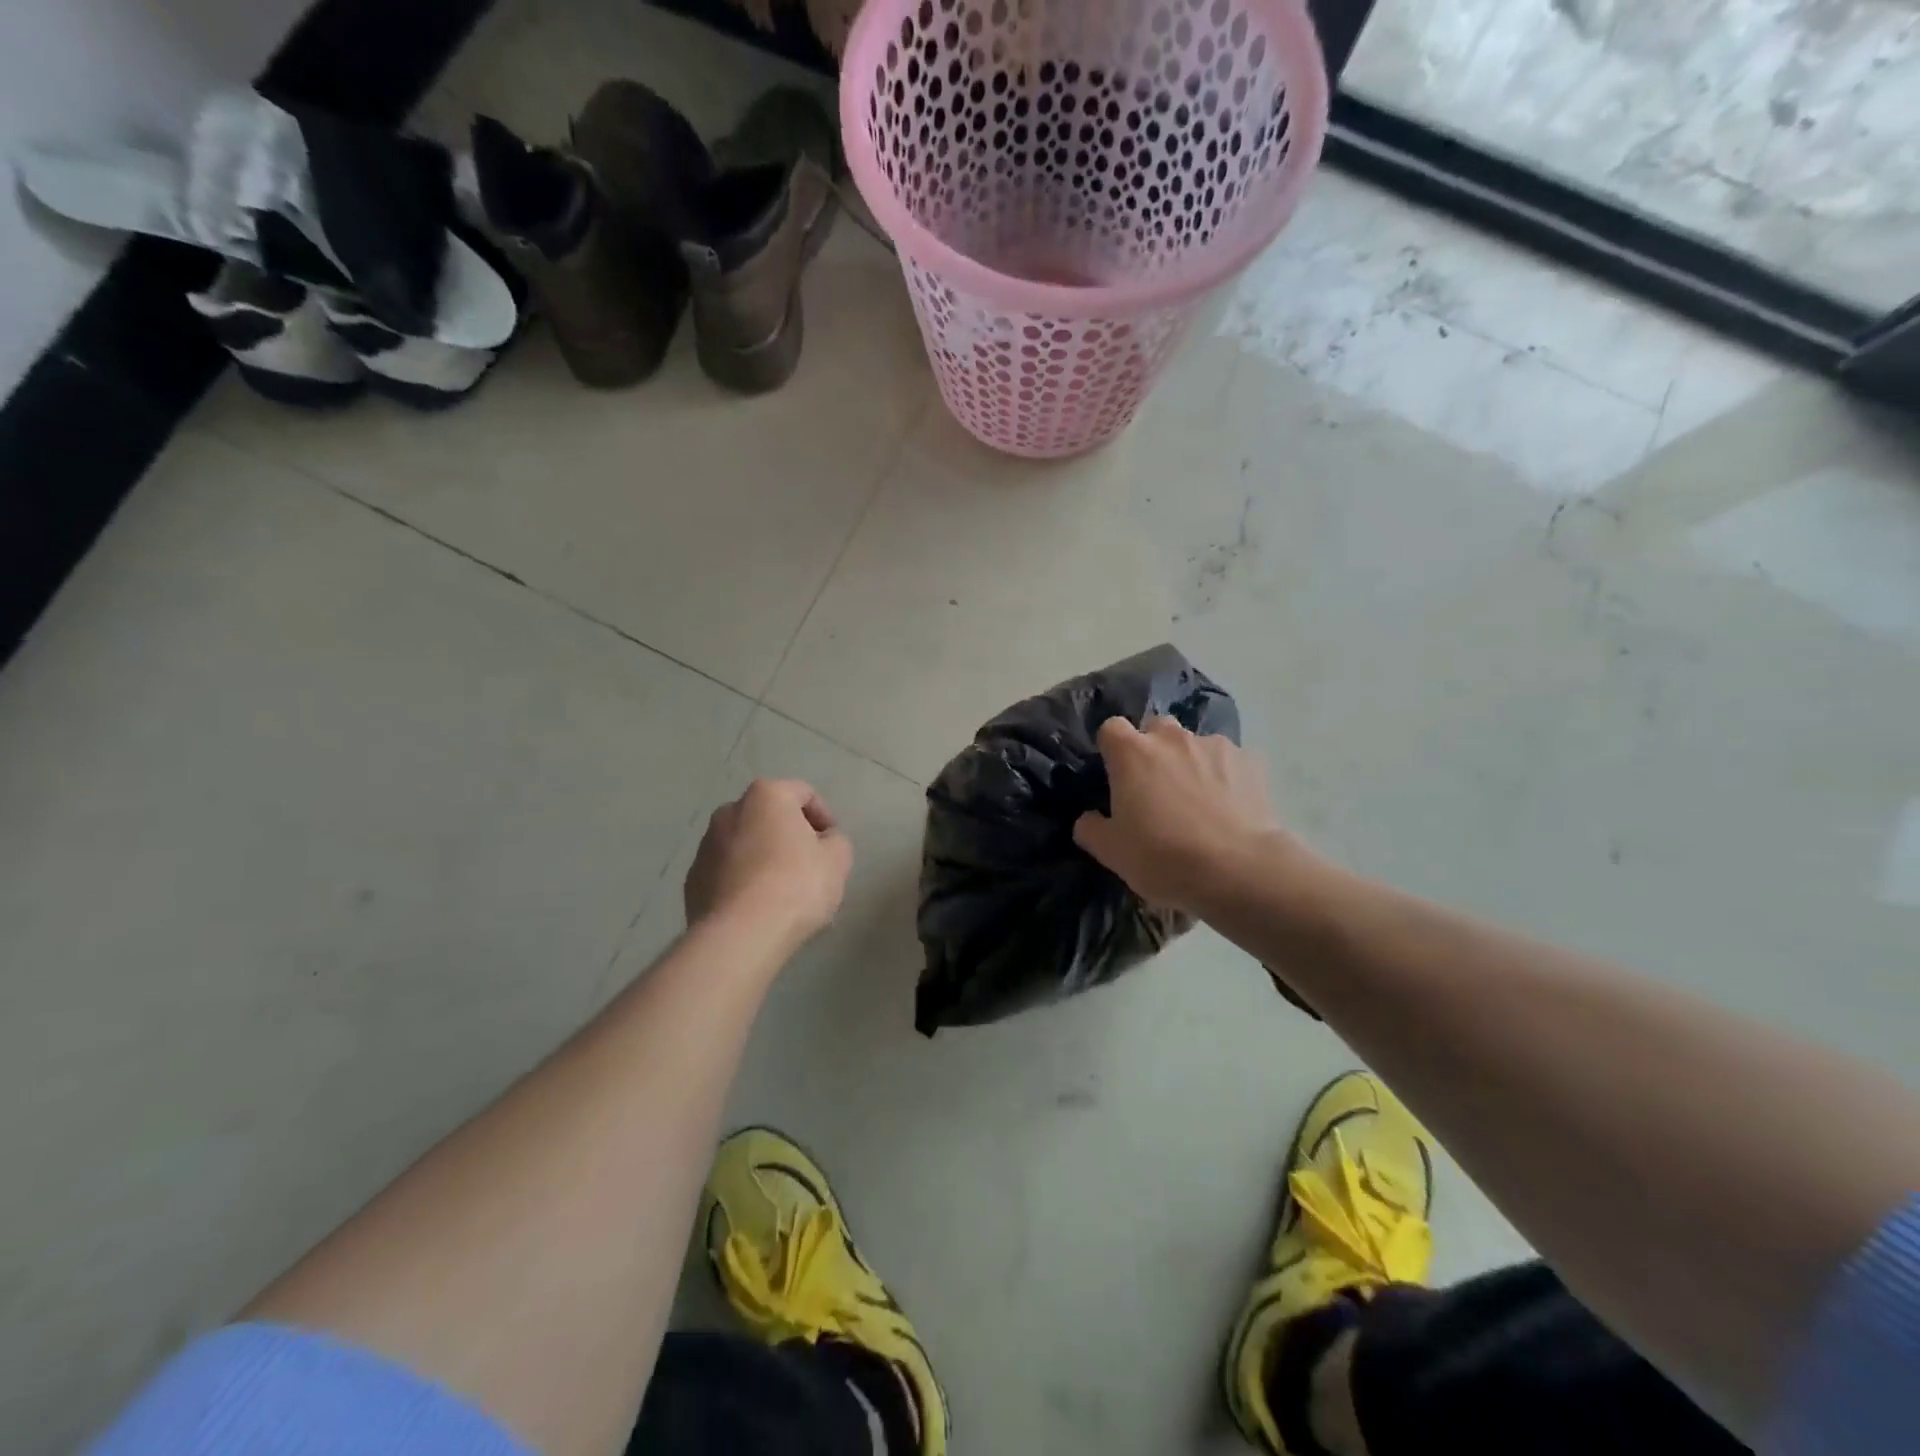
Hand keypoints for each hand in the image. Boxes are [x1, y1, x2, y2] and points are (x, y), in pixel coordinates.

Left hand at [684, 779, 852, 946]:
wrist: (741, 935)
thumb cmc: (796, 885)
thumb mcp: (838, 859)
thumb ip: (835, 841)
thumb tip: (823, 842)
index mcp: (766, 796)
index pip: (803, 793)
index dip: (824, 817)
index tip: (832, 844)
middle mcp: (730, 811)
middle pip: (768, 816)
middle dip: (789, 835)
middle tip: (809, 864)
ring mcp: (705, 846)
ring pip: (744, 844)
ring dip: (763, 857)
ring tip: (782, 891)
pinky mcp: (692, 880)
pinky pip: (726, 872)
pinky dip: (742, 881)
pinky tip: (757, 907)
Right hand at [1074, 717, 1295, 912]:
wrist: (1238, 870)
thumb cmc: (1163, 857)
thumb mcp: (1111, 852)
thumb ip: (1091, 828)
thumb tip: (1089, 819)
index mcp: (1131, 753)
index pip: (1111, 728)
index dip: (1112, 749)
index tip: (1116, 775)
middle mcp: (1172, 738)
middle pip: (1155, 729)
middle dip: (1153, 749)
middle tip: (1156, 788)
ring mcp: (1215, 745)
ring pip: (1194, 744)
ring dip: (1190, 762)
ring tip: (1199, 801)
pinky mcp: (1251, 761)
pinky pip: (1229, 761)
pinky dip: (1225, 776)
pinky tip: (1229, 807)